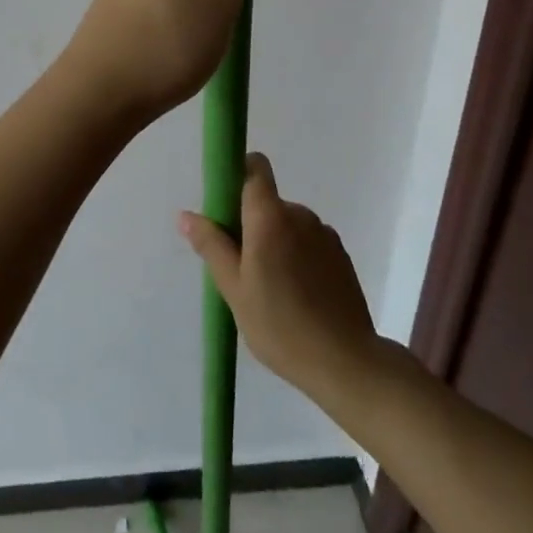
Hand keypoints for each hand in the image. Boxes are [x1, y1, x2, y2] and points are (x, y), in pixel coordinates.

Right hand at [180, 154, 413, 406]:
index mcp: (270, 217)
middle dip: (250, 224)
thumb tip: (186, 215)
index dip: (238, 173)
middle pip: (267, 203)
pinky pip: (308, 243)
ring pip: (288, 225)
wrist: (346, 364)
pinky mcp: (341, 257)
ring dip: (274, 243)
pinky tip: (296, 296)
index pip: (255, 168)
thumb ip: (211, 245)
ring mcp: (324, 235)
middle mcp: (300, 215)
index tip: (224, 203)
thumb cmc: (280, 324)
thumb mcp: (234, 288)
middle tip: (240, 267)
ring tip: (269, 289)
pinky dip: (297, 258)